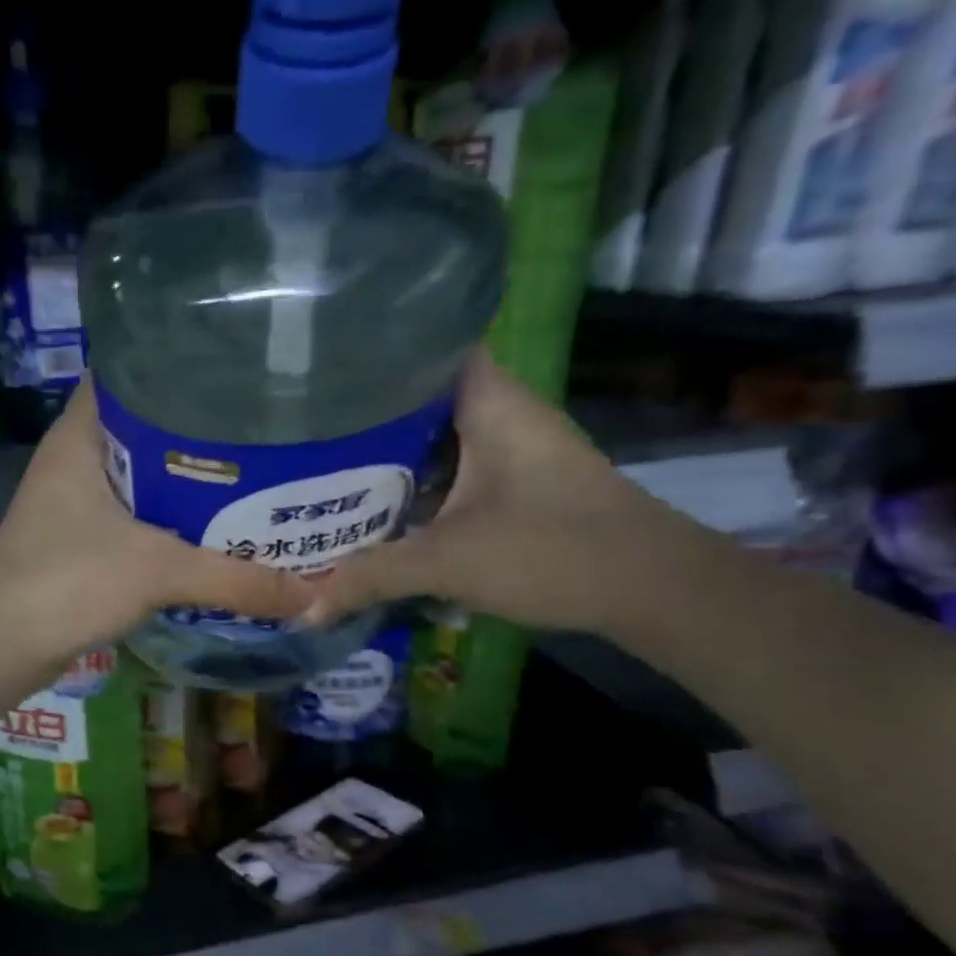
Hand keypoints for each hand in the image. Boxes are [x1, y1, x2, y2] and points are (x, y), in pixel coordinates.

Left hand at [0, 380, 314, 693]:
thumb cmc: (67, 582)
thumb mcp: (158, 571)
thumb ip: (235, 579)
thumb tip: (312, 593)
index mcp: (83, 433)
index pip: (134, 371)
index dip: (184, 365)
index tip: (243, 370)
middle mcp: (78, 456)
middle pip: (149, 425)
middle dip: (204, 428)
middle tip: (268, 425)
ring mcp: (78, 499)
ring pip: (146, 474)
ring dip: (192, 478)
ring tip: (257, 472)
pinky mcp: (83, 538)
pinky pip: (139, 514)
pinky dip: (174, 518)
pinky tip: (217, 527)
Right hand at [307, 352, 692, 635]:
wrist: (652, 588)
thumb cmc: (552, 551)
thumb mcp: (448, 562)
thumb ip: (372, 577)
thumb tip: (307, 609)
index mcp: (489, 401)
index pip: (425, 346)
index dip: (371, 352)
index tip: (318, 370)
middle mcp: (500, 412)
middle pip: (421, 395)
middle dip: (365, 412)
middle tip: (303, 428)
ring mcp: (511, 448)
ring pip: (435, 435)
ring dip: (389, 452)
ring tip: (323, 463)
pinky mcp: (516, 482)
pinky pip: (451, 467)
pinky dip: (416, 480)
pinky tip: (378, 503)